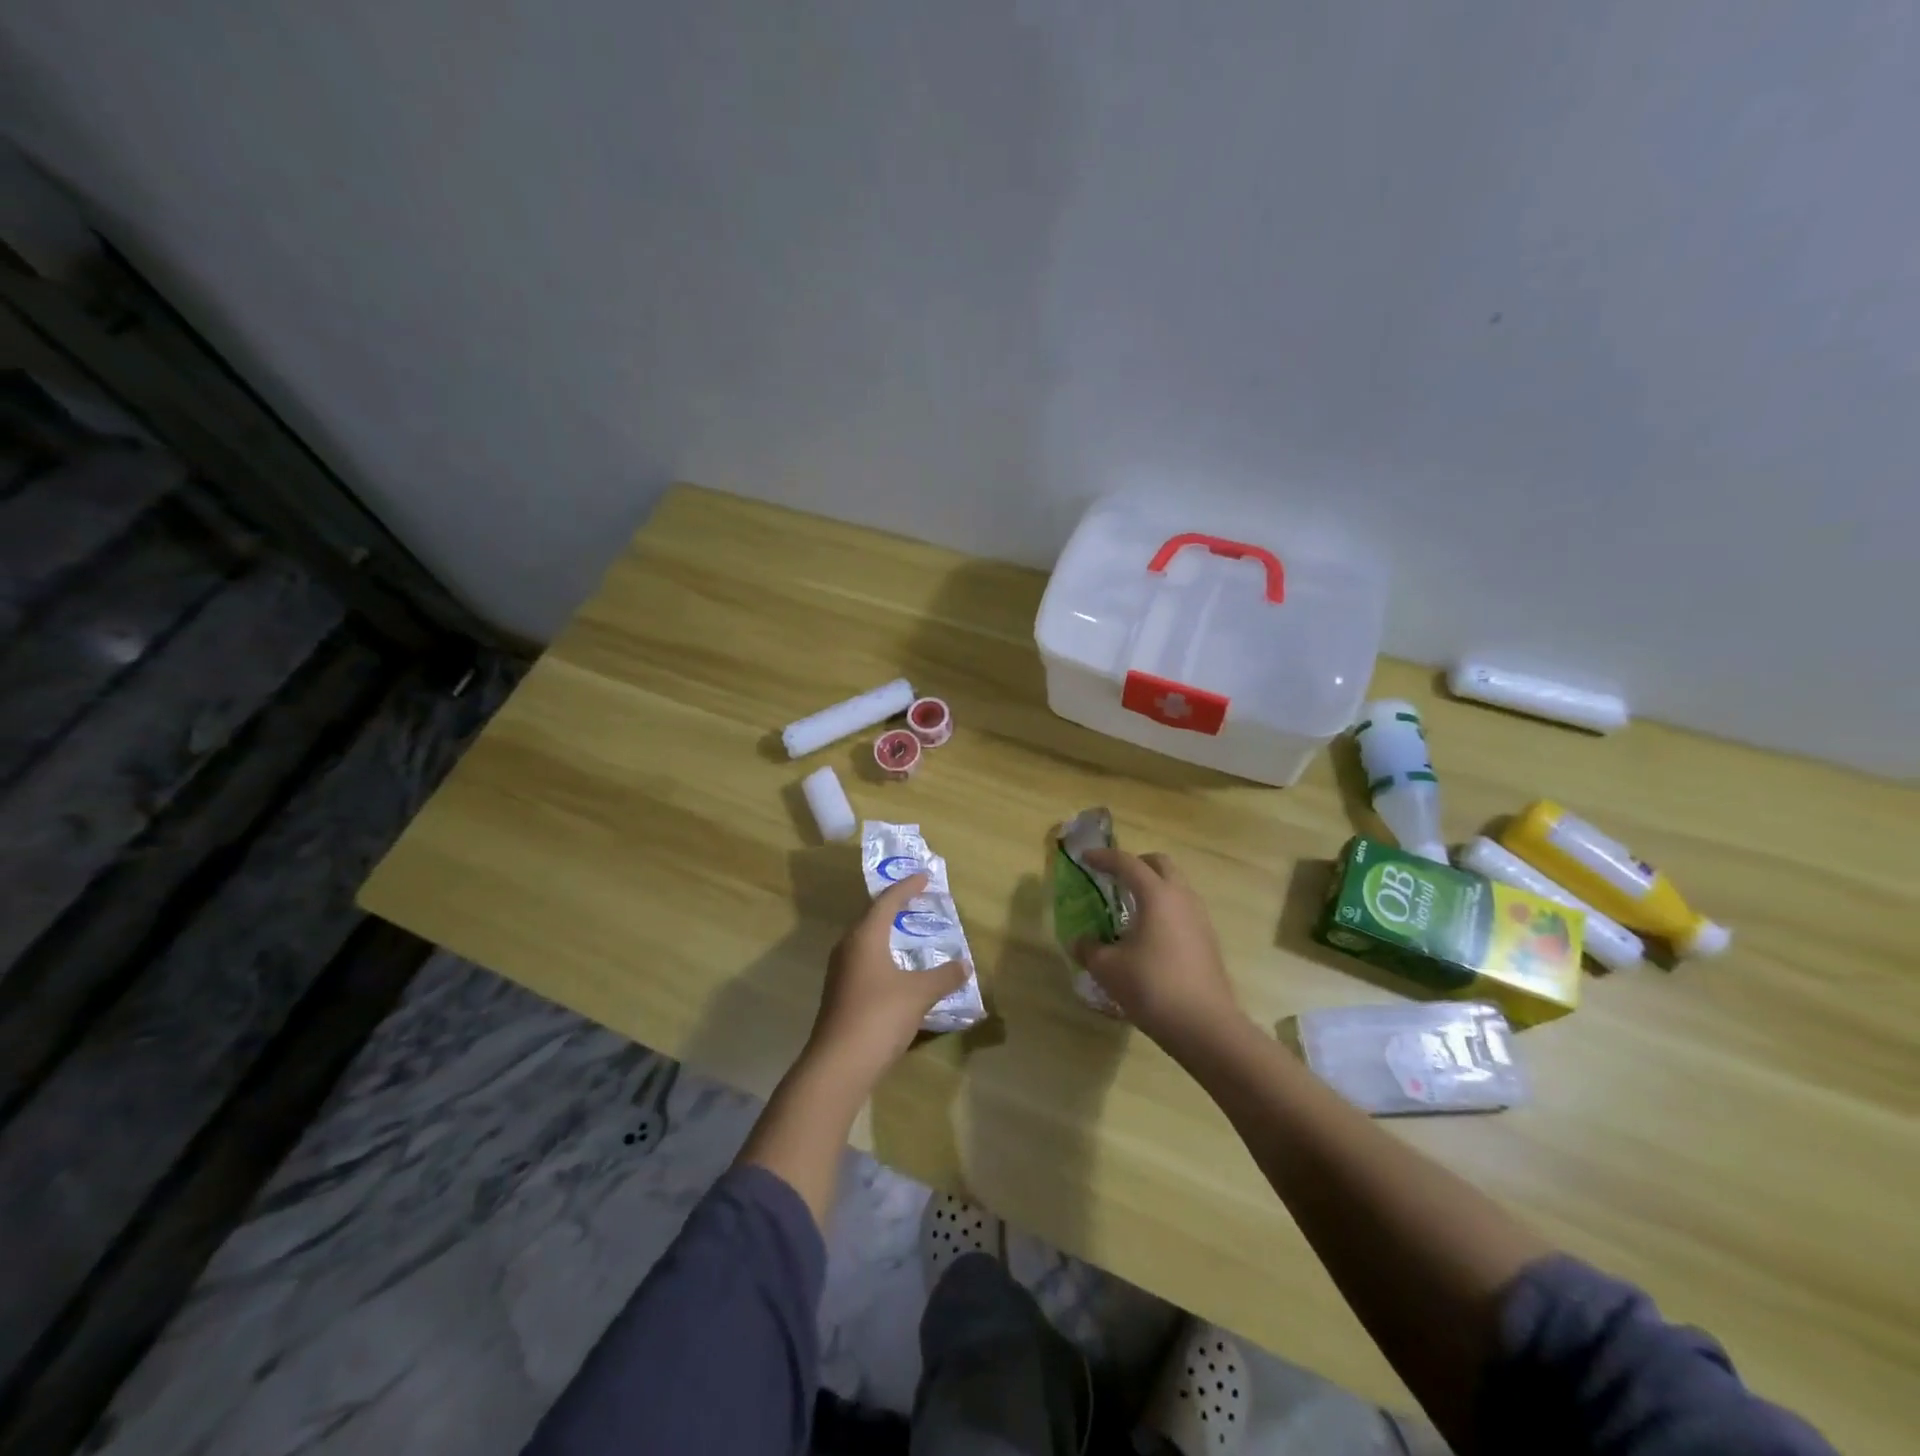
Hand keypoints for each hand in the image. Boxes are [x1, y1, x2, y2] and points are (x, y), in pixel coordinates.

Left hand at [804, 872, 969, 1088]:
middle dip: (896, 907)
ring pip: (867, 942)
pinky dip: (884, 957)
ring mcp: (841, 972)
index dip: (907, 887)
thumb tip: (965, 965)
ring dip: (888, 934)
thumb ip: (944, 976)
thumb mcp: (919, 993)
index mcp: (865, 936)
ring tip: (911, 933)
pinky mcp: (840, 994)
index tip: (924, 877)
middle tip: (918, 901)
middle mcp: (848, 947)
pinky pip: (865, 962)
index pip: (887, 901)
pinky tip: (898, 971)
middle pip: (872, 917)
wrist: (839, 1064)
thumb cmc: (879, 1015)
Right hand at [1073, 849, 1242, 1048]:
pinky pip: (1183, 910)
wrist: (1205, 1026)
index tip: (1085, 859)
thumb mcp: (1108, 969)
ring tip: (1130, 908)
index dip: (1103, 858)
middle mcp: (1182, 898)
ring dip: (1153, 887)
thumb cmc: (1152, 987)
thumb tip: (1080, 941)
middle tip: (1114, 878)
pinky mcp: (1208, 941)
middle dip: (1136, 864)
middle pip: (1160, 864)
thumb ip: (1089, 949)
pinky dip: (1165, 910)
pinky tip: (1149, 936)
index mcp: (1156, 895)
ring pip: (1176, 886)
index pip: (1127, 863)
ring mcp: (1200, 919)